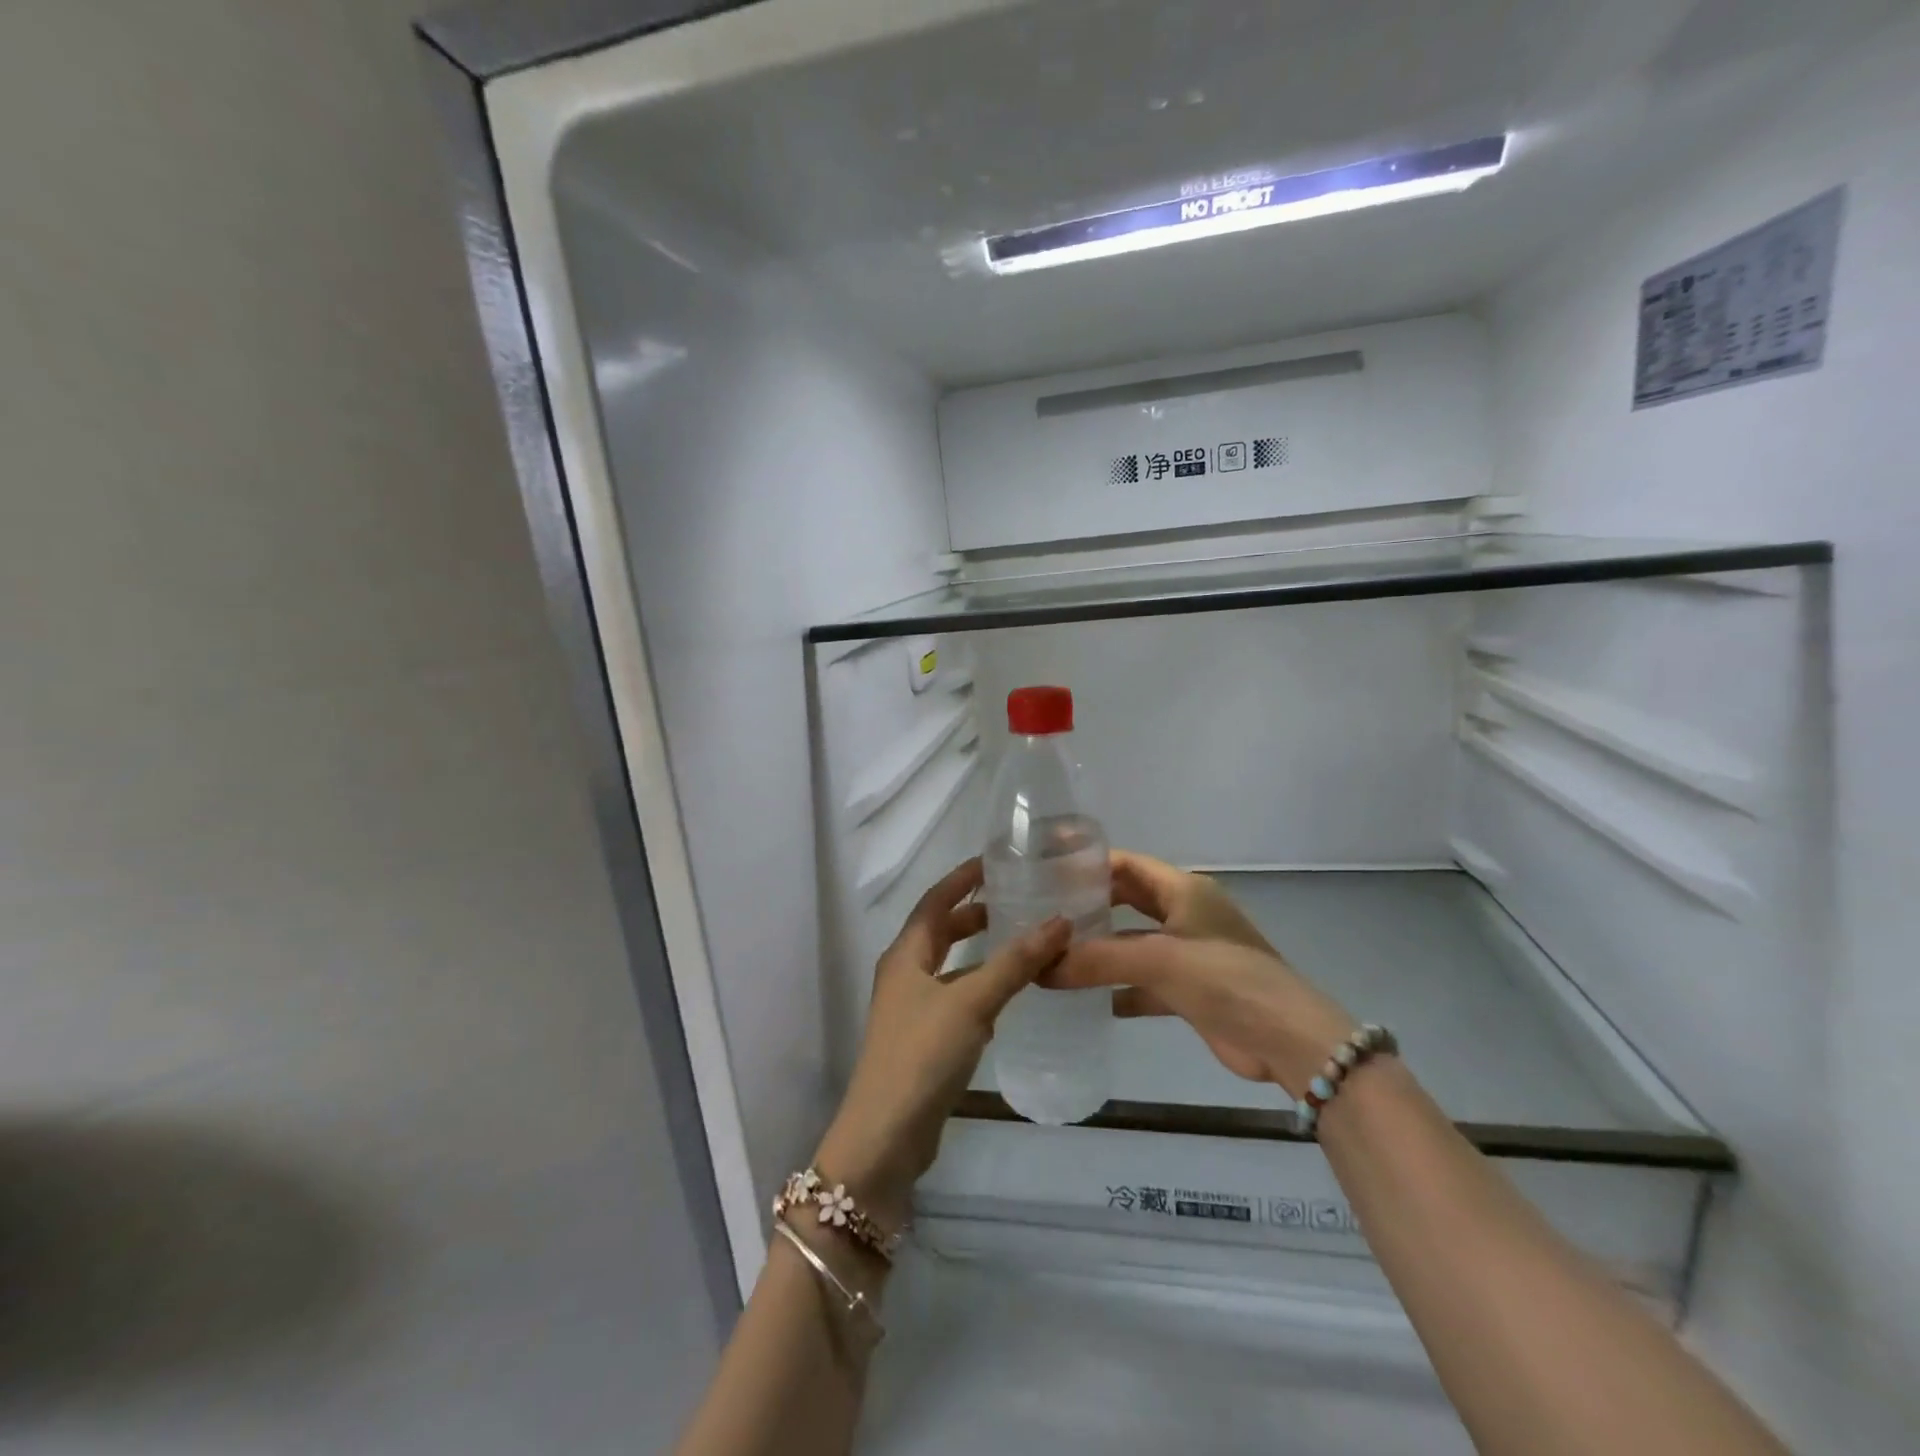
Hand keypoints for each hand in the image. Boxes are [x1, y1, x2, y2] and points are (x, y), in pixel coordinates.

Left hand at [814, 858, 1069, 1229]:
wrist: (885, 1137)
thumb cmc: (922, 1055)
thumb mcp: (971, 1002)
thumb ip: (1015, 962)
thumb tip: (1060, 920)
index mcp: (906, 954)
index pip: (935, 900)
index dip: (962, 879)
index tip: (995, 862)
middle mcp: (905, 975)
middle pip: (941, 931)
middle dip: (975, 914)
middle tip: (1018, 901)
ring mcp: (913, 1010)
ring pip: (952, 967)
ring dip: (982, 952)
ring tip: (1024, 942)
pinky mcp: (925, 1040)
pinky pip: (958, 999)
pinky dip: (982, 987)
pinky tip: (1011, 995)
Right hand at [1046, 850, 1356, 1096]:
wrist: (1286, 1040)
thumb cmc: (1226, 979)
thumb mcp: (1160, 960)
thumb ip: (1099, 960)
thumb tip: (1041, 968)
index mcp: (1184, 890)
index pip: (1127, 864)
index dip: (1089, 863)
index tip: (1046, 868)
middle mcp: (1185, 914)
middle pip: (1127, 900)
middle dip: (1090, 905)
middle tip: (1043, 911)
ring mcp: (1188, 953)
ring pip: (1133, 943)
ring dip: (1100, 949)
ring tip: (1054, 952)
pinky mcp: (1188, 990)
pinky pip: (1142, 981)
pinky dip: (1117, 987)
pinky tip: (1085, 998)